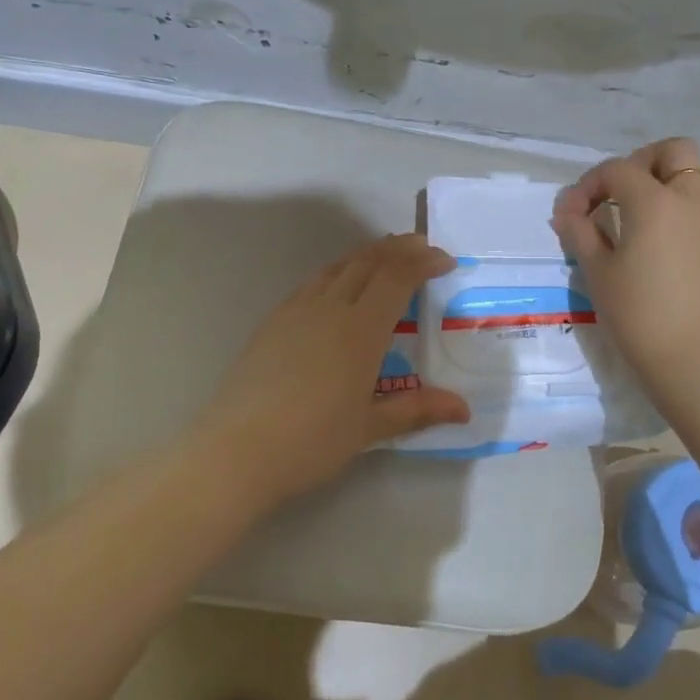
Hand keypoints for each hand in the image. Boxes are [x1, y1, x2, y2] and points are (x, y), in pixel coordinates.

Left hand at [191, 234, 470, 503]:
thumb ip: (416, 410)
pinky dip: (338, 271)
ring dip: (367, 255)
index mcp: (359, 331)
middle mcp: (329, 309)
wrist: (236, 451)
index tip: (445, 260)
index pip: (397, 278)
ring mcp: (296, 312)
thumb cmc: (311, 442)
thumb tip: (463, 409)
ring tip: (386, 255)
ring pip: (337, 267)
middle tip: (422, 247)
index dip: (423, 262)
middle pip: (368, 262)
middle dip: (399, 249)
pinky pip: (313, 283)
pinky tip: (338, 286)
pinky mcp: (273, 322)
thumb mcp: (369, 428)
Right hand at [551, 137, 699, 405]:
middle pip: (673, 152)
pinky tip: (656, 247)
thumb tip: (567, 211)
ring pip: (691, 178)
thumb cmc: (638, 314)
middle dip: (640, 163)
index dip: (588, 185)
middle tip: (615, 196)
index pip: (617, 169)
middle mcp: (691, 200)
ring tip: (632, 222)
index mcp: (655, 202)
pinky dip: (677, 210)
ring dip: (661, 185)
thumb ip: (580, 232)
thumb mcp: (598, 272)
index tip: (571, 215)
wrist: (694, 360)